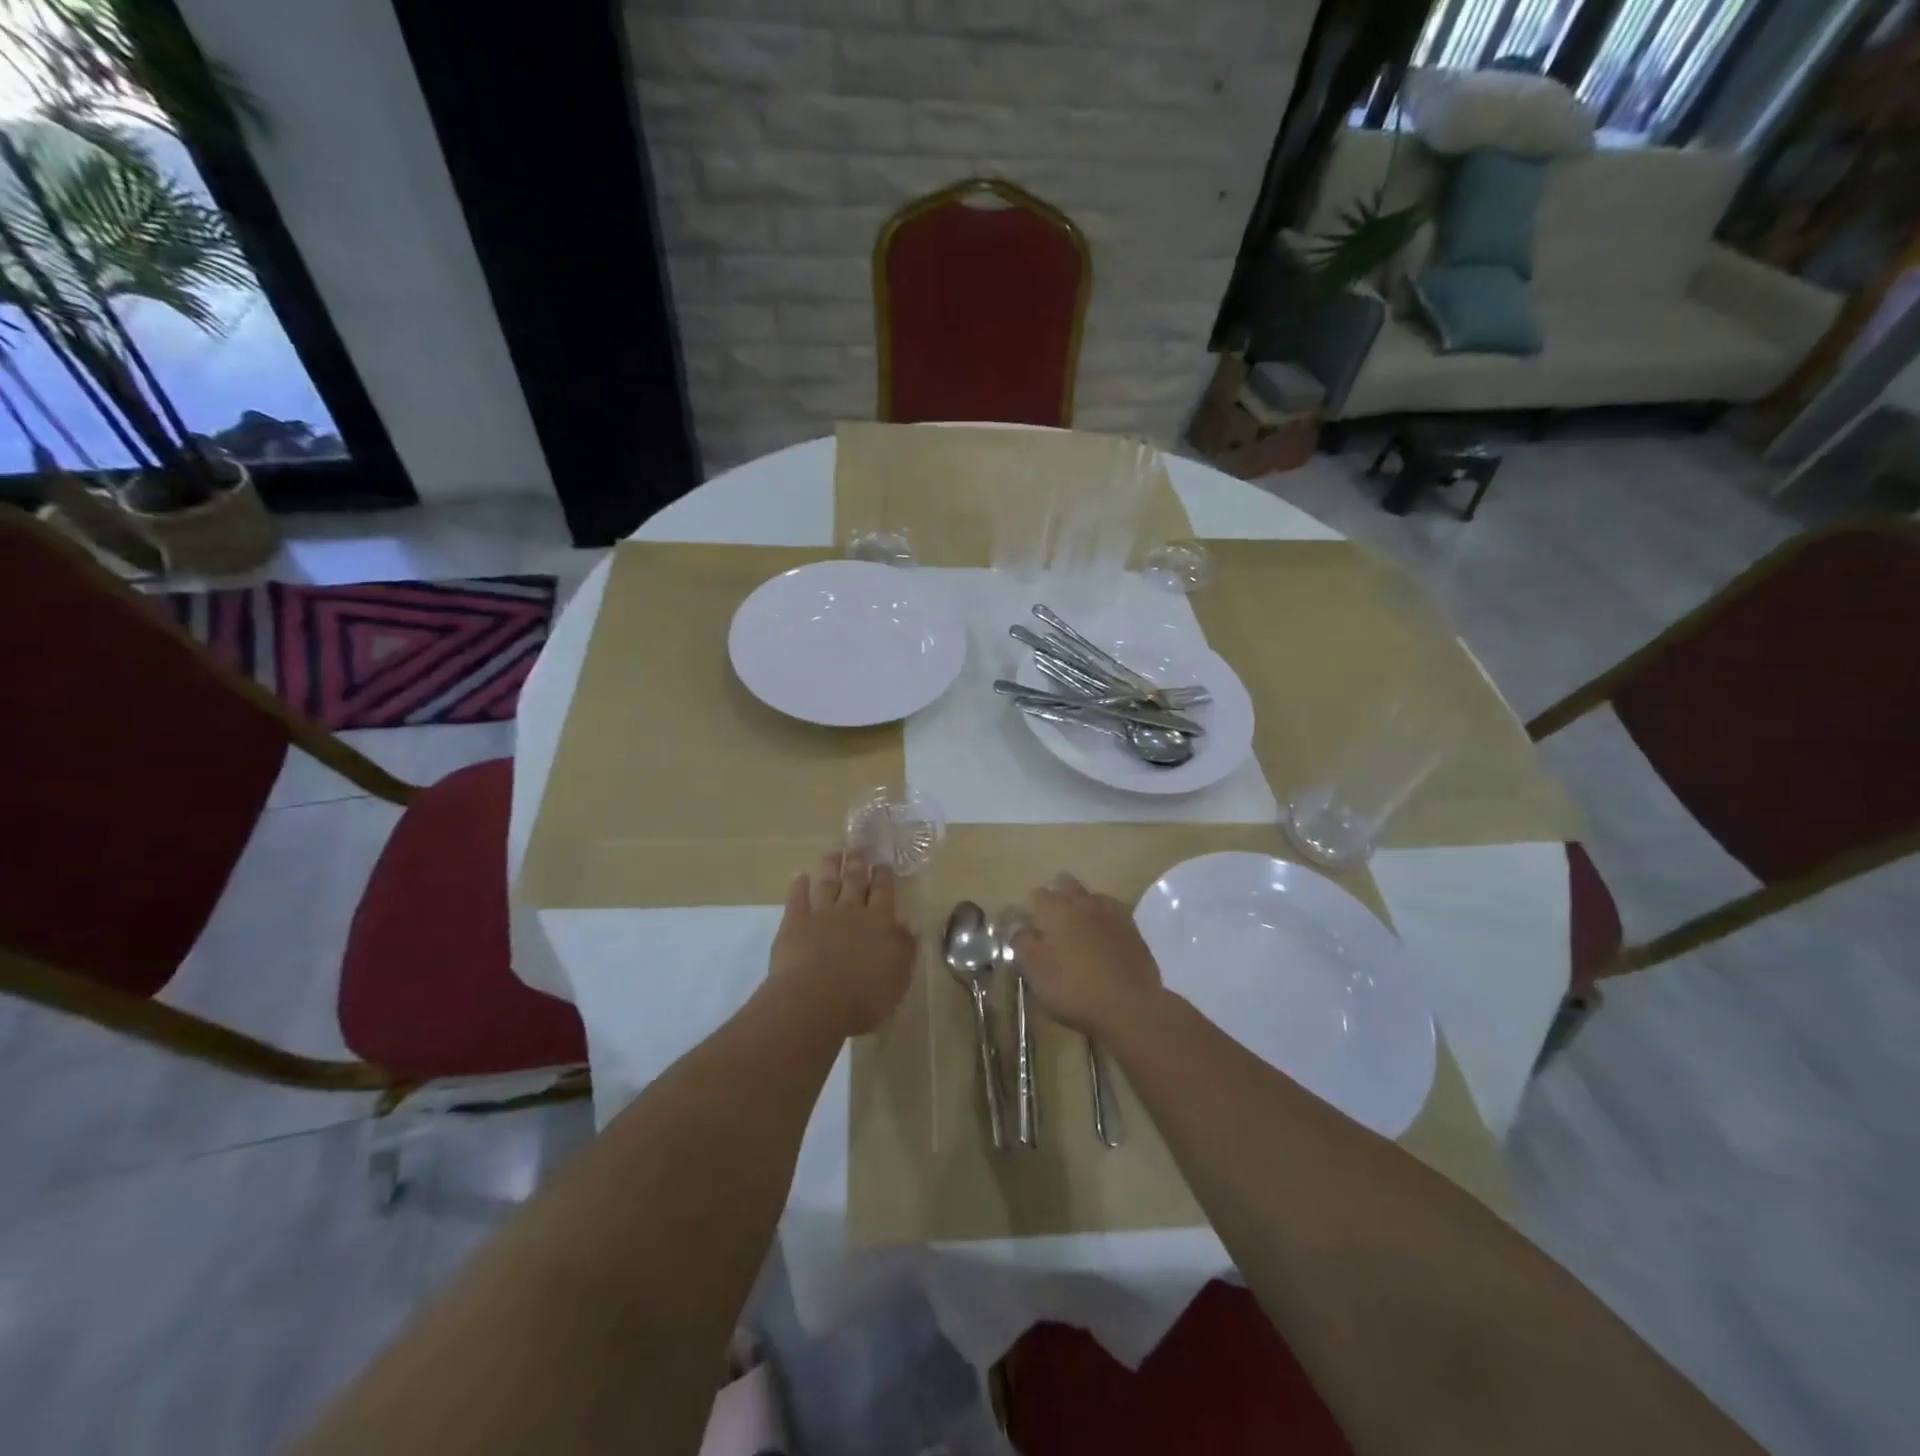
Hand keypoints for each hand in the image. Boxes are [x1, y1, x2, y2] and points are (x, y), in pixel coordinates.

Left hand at [769, 849, 915, 1036]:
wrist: (815, 1001)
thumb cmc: (864, 996)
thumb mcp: (898, 977)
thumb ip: (904, 949)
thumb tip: (909, 927)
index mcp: (880, 922)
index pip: (884, 892)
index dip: (884, 876)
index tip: (883, 862)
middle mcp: (851, 911)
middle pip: (855, 881)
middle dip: (857, 862)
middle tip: (857, 846)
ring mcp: (820, 915)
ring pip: (826, 884)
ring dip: (830, 867)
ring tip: (832, 854)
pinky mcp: (794, 924)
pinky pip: (796, 899)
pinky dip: (798, 886)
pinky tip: (799, 876)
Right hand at [1012, 872, 1163, 1036]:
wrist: (1129, 1005)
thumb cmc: (1073, 988)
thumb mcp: (1036, 971)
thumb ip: (1022, 943)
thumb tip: (1015, 924)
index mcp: (1055, 909)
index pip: (1038, 894)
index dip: (1032, 907)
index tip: (1030, 923)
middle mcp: (1082, 902)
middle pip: (1067, 885)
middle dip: (1058, 894)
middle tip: (1053, 918)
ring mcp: (1110, 913)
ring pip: (1091, 896)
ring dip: (1082, 904)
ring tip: (1078, 925)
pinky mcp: (1132, 928)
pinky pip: (1113, 912)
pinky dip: (1104, 918)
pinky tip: (1103, 934)